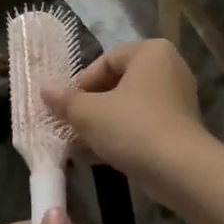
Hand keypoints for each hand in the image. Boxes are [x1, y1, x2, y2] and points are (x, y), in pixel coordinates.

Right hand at [41, 39, 204, 184]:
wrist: (180, 170)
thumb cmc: (132, 127)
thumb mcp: (89, 113)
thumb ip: (65, 101)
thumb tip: (44, 90)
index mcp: (151, 52)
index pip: (106, 61)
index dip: (81, 85)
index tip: (66, 107)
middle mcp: (169, 69)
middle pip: (117, 85)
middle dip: (90, 108)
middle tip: (70, 127)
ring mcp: (177, 100)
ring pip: (129, 108)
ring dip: (102, 126)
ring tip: (77, 146)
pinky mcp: (179, 128)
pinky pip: (142, 126)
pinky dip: (121, 137)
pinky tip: (96, 157)